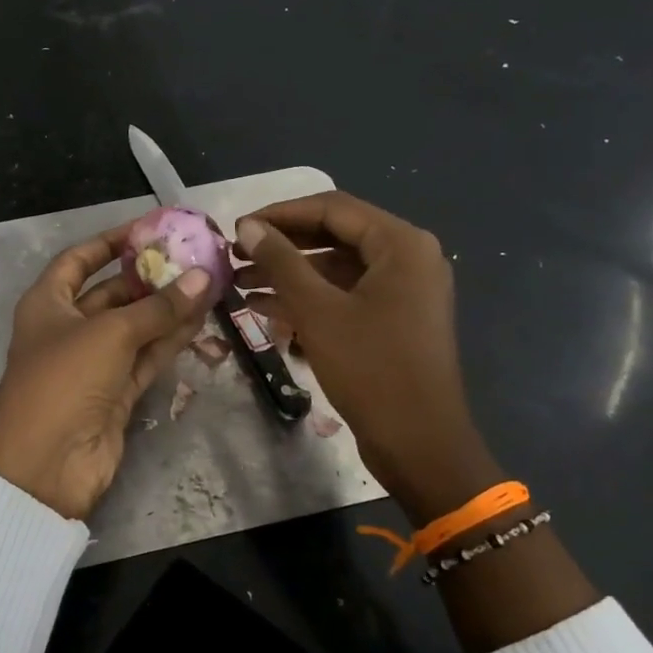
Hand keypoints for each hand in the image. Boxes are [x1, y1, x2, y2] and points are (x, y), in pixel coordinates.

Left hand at [0, 226, 215, 520]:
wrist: (46, 464)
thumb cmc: (64, 380)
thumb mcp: (109, 334)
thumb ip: (158, 307)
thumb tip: (202, 277)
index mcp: (47, 304)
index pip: (79, 260)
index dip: (111, 242)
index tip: (149, 229)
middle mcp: (68, 328)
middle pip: (112, 293)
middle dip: (150, 276)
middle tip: (194, 257)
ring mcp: (92, 363)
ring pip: (135, 327)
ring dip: (167, 308)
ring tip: (208, 282)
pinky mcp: (115, 393)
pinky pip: (145, 358)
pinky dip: (170, 340)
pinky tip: (201, 319)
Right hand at [234, 192, 500, 518]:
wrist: (418, 443)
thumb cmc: (370, 369)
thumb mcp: (318, 311)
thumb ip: (281, 262)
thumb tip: (247, 227)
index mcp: (401, 244)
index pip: (332, 208)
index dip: (280, 214)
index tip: (236, 228)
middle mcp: (408, 258)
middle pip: (334, 236)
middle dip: (281, 245)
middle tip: (234, 254)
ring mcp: (402, 291)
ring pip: (336, 269)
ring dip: (289, 274)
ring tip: (238, 282)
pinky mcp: (392, 320)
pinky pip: (344, 296)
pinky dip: (307, 299)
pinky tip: (262, 308)